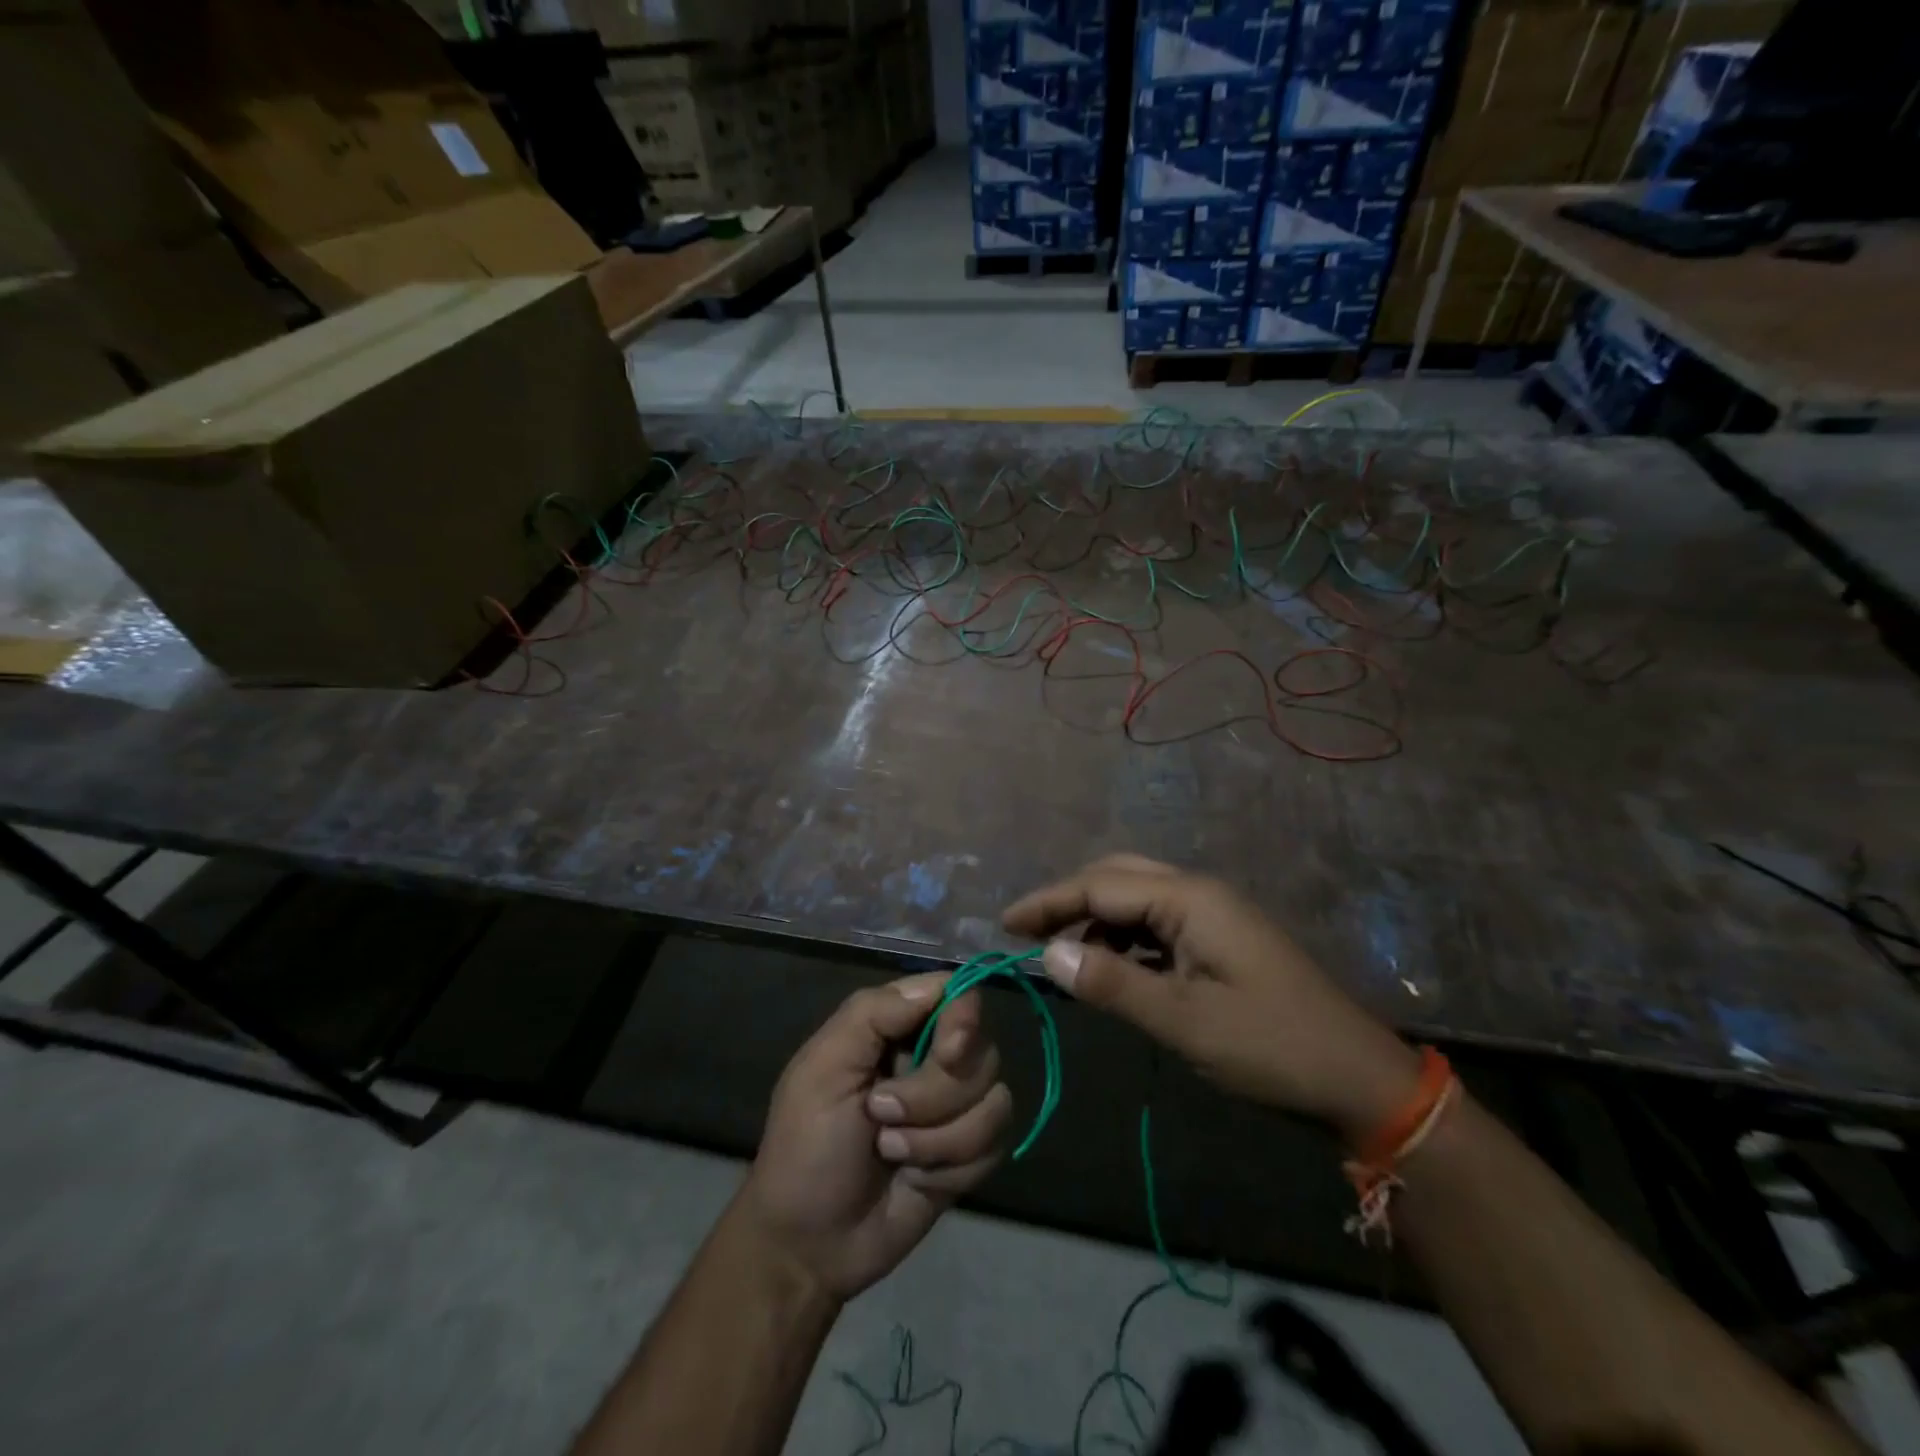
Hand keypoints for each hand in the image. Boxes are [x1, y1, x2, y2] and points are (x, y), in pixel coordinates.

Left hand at [737, 974, 1012, 1302]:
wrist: (809, 1244)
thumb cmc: (805, 1146)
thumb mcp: (823, 1068)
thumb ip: (873, 1013)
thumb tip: (940, 983)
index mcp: (895, 1027)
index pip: (955, 994)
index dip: (962, 1017)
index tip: (946, 1050)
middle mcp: (932, 1058)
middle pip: (981, 1050)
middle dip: (933, 1094)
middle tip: (880, 1114)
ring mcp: (954, 1108)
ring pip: (994, 1100)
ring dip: (938, 1137)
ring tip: (891, 1151)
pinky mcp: (969, 1154)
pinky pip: (995, 1144)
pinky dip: (952, 1165)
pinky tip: (915, 1178)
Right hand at [1004, 855, 1419, 1140]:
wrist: (1358, 1080)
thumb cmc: (1270, 1047)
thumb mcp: (1183, 1020)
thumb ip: (1111, 984)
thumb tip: (1048, 955)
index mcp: (1189, 899)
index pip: (1100, 885)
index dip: (1048, 902)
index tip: (1004, 925)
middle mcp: (1198, 894)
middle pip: (1117, 879)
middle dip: (1069, 901)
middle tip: (1028, 935)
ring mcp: (1213, 917)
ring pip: (1136, 903)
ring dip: (1096, 923)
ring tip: (1062, 958)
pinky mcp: (1220, 942)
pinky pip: (1157, 927)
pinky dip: (1123, 942)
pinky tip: (1110, 970)